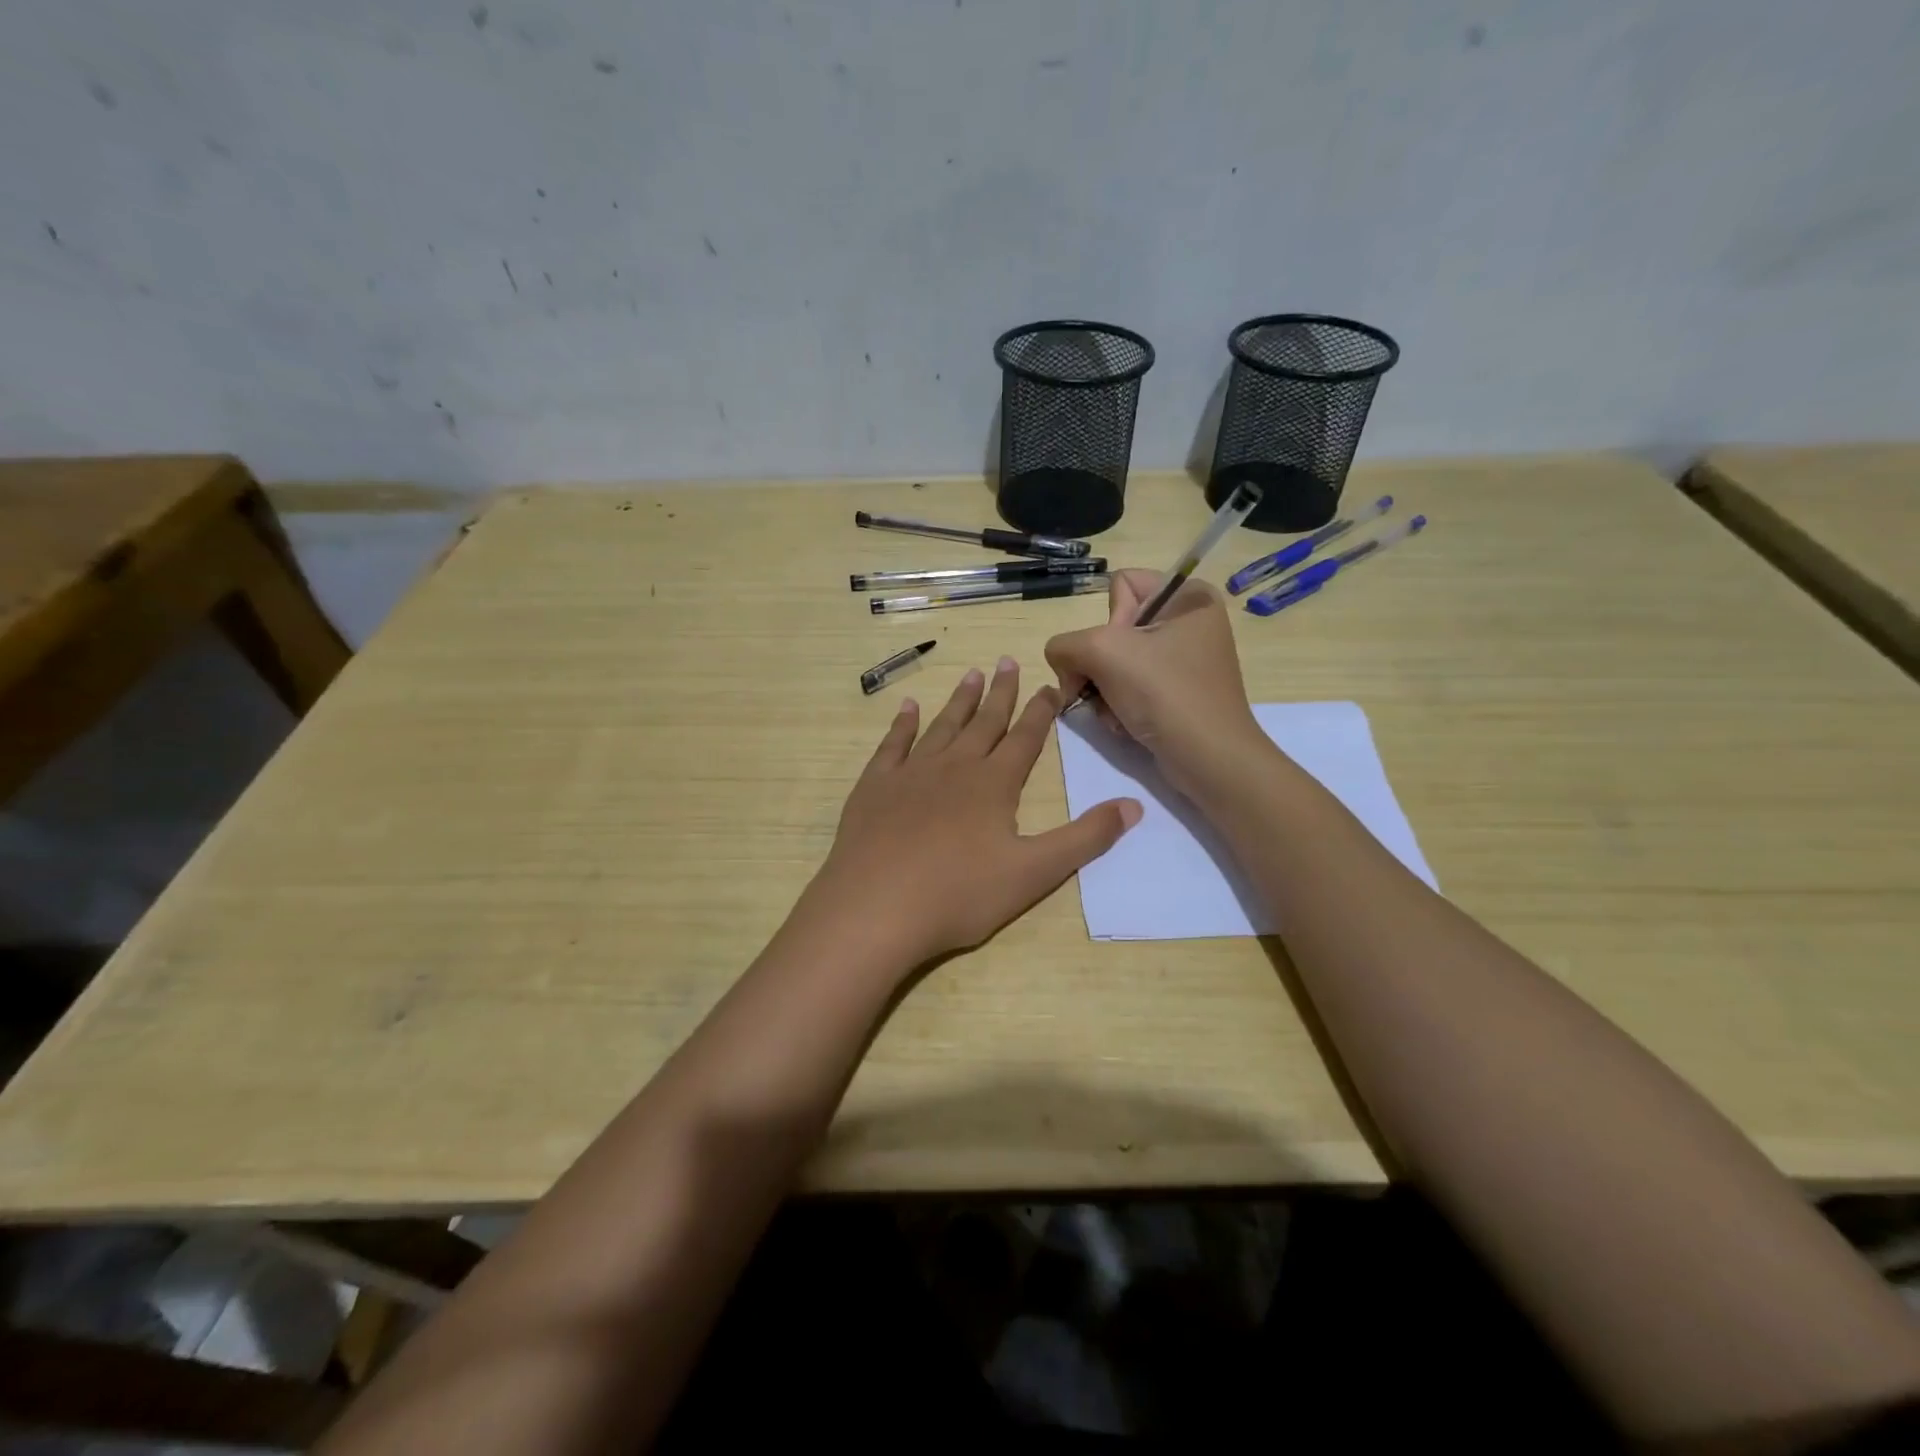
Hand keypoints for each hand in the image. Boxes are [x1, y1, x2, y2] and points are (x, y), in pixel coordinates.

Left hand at [807, 658, 1141, 970]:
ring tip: (970, 674)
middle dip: (1001, 693)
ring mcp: (911, 773)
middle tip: (1008, 661)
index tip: (1050, 686)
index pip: (1025, 738)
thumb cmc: (959, 894)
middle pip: (984, 722)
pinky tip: (907, 707)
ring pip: (942, 726)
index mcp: (994, 784)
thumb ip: (1085, 838)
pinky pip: (892, 744)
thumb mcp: (1035, 873)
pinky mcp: (875, 786)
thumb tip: (1134, 805)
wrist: (876, 908)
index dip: (1041, 711)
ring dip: (959, 700)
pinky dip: (902, 723)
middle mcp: (955, 767)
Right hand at [1044, 569, 1262, 790]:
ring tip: (1114, 712)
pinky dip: (1119, 705)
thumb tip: (1061, 661)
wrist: (1208, 759)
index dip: (1108, 621)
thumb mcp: (1102, 652)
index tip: (1119, 653)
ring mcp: (1185, 659)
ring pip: (1116, 661)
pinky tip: (1124, 723)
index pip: (1120, 586)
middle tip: (1103, 688)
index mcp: (1188, 596)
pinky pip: (1131, 686)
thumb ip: (1064, 644)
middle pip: (1114, 628)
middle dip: (1099, 664)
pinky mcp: (1179, 691)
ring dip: (1103, 689)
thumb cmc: (1164, 693)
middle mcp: (1190, 621)